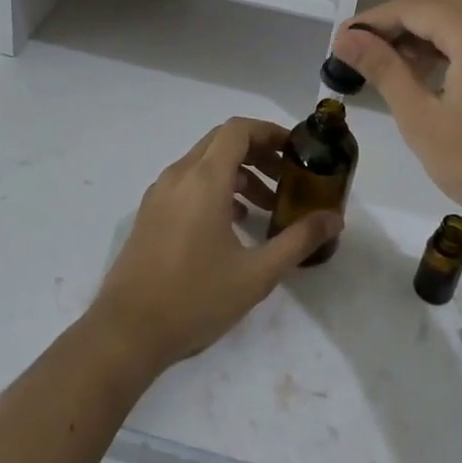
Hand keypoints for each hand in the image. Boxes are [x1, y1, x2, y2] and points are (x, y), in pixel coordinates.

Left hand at [87, 118, 340, 375]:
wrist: (127, 332)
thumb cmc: (195, 298)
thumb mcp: (257, 274)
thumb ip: (298, 240)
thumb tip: (334, 219)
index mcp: (203, 180)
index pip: (238, 130)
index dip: (270, 132)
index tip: (296, 151)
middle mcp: (178, 176)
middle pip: (222, 142)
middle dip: (258, 152)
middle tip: (287, 178)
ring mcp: (159, 194)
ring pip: (204, 163)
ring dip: (238, 173)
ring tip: (265, 206)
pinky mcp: (150, 213)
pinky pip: (187, 183)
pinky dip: (215, 188)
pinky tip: (233, 223)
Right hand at [331, 0, 461, 249]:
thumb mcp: (421, 118)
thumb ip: (383, 69)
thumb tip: (345, 38)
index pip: (414, 8)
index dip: (373, 20)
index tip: (340, 42)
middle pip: (437, 6)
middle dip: (394, 23)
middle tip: (356, 51)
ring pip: (457, 20)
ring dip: (419, 34)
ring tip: (384, 64)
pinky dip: (445, 45)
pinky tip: (423, 73)